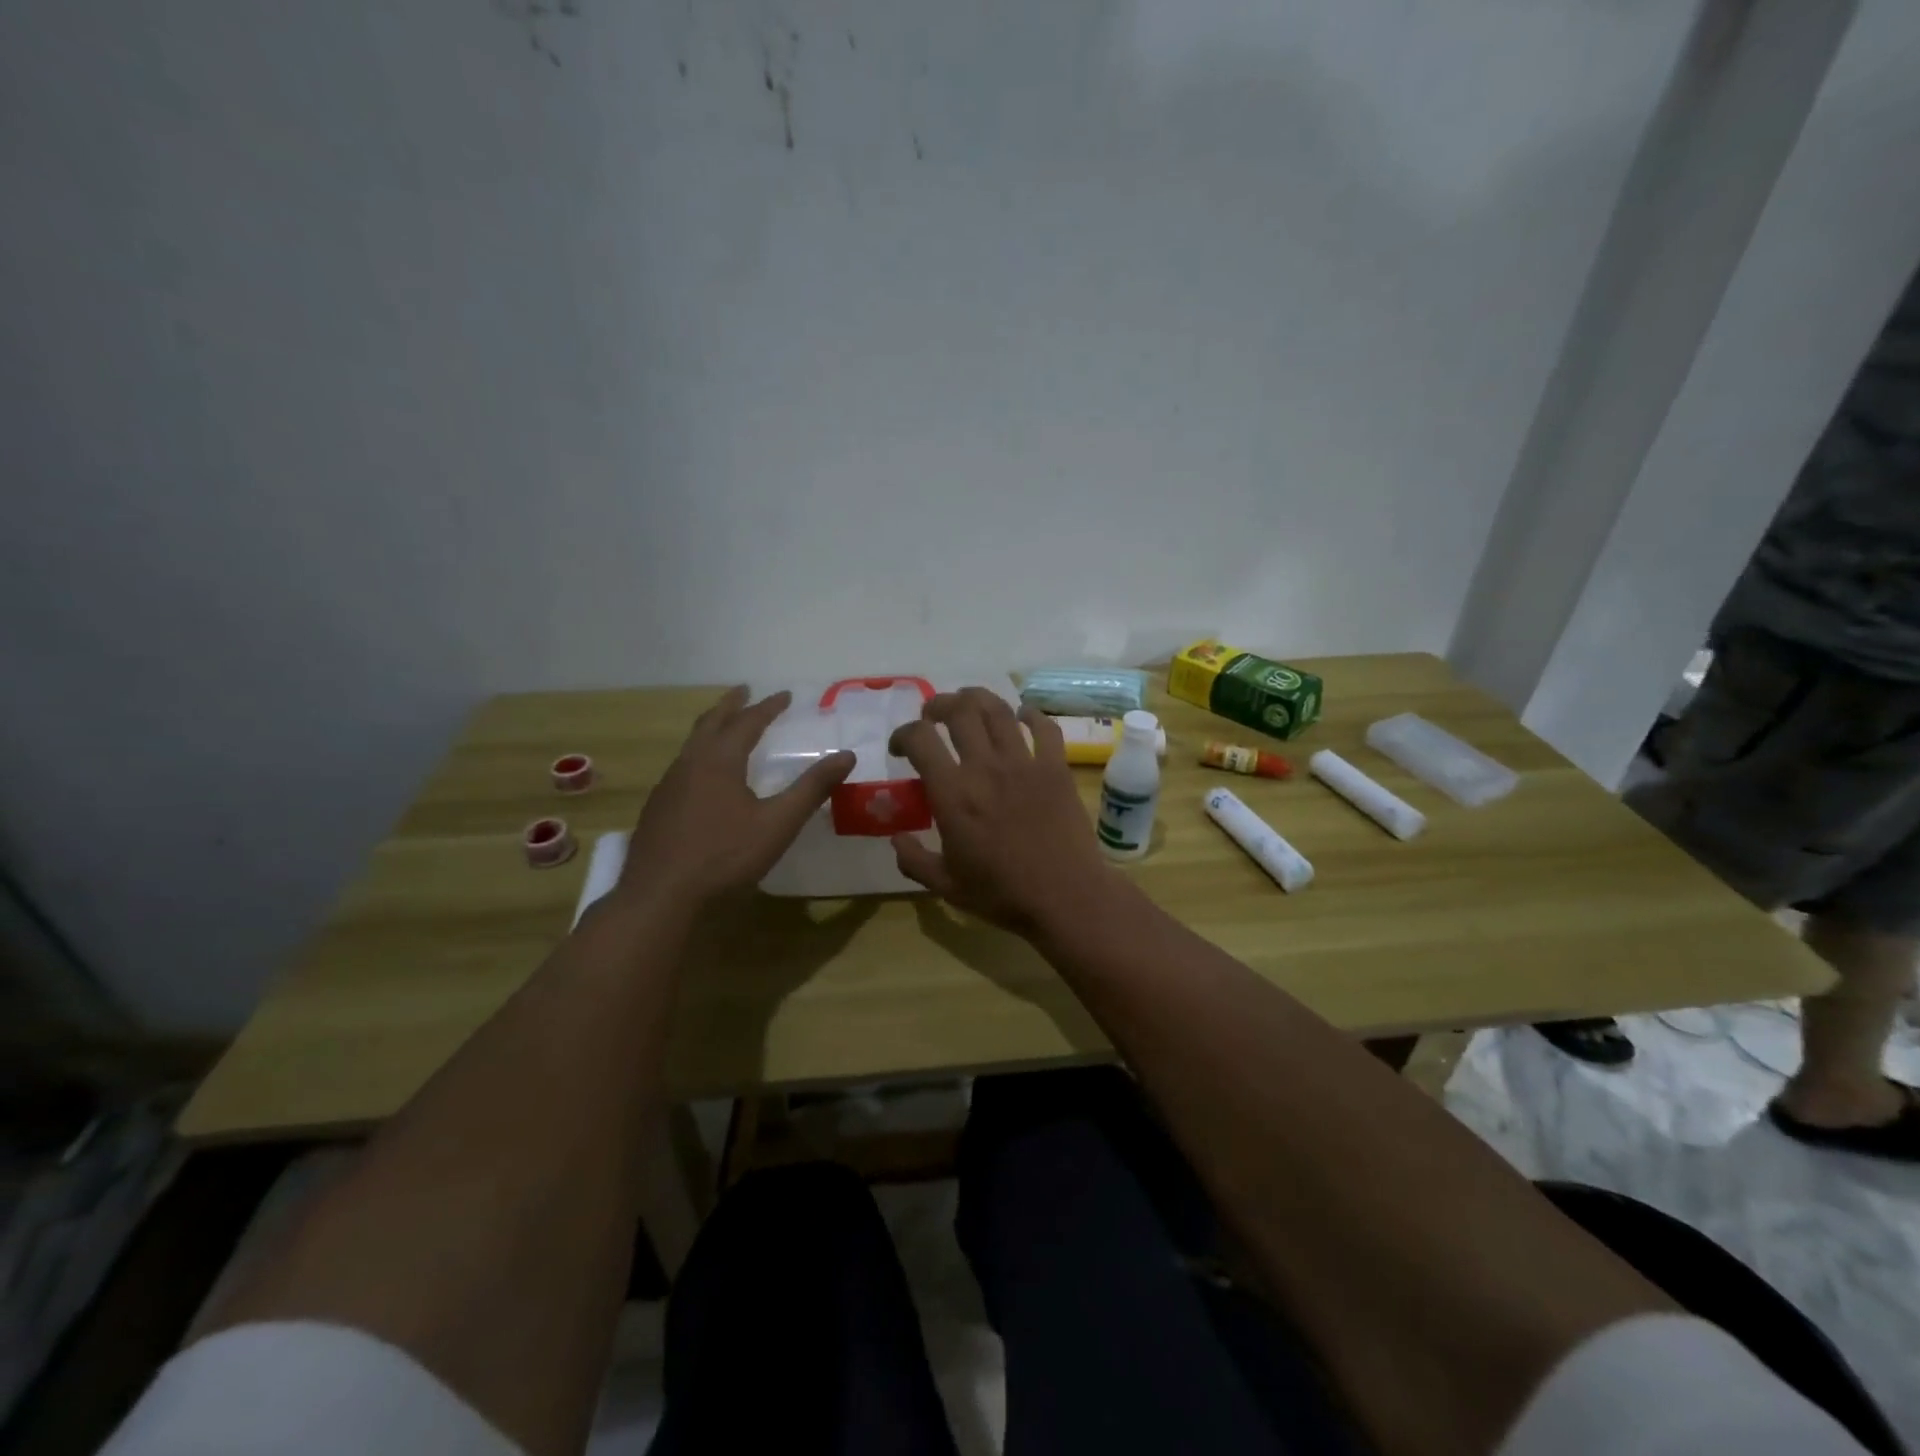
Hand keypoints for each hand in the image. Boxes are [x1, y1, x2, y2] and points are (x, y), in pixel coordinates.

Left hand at [620, 687, 853, 906]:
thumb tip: (847, 755)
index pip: (747, 722)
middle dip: (731, 705)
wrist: (659, 898)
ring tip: (725, 727)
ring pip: (691, 744)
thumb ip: (812, 788)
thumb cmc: (725, 857)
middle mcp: (689, 764)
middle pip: (711, 723)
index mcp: (719, 761)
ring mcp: (668, 786)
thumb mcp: (778, 823)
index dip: (768, 707)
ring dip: (712, 728)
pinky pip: (681, 766)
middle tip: (745, 691)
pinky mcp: (657, 809)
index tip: (786, 695)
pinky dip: (699, 754)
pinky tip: (703, 776)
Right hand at [887, 688, 1117, 935]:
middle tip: (932, 715)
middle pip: (959, 711)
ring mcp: (1024, 763)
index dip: (903, 734)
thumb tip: (895, 839)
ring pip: (998, 710)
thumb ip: (913, 860)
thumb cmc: (1002, 894)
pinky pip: (1044, 728)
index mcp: (953, 794)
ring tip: (968, 704)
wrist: (1065, 897)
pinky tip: (1023, 716)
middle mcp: (985, 767)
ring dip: (978, 699)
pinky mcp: (1056, 768)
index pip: (920, 739)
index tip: (900, 748)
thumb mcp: (946, 886)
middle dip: (938, 705)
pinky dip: (1031, 715)